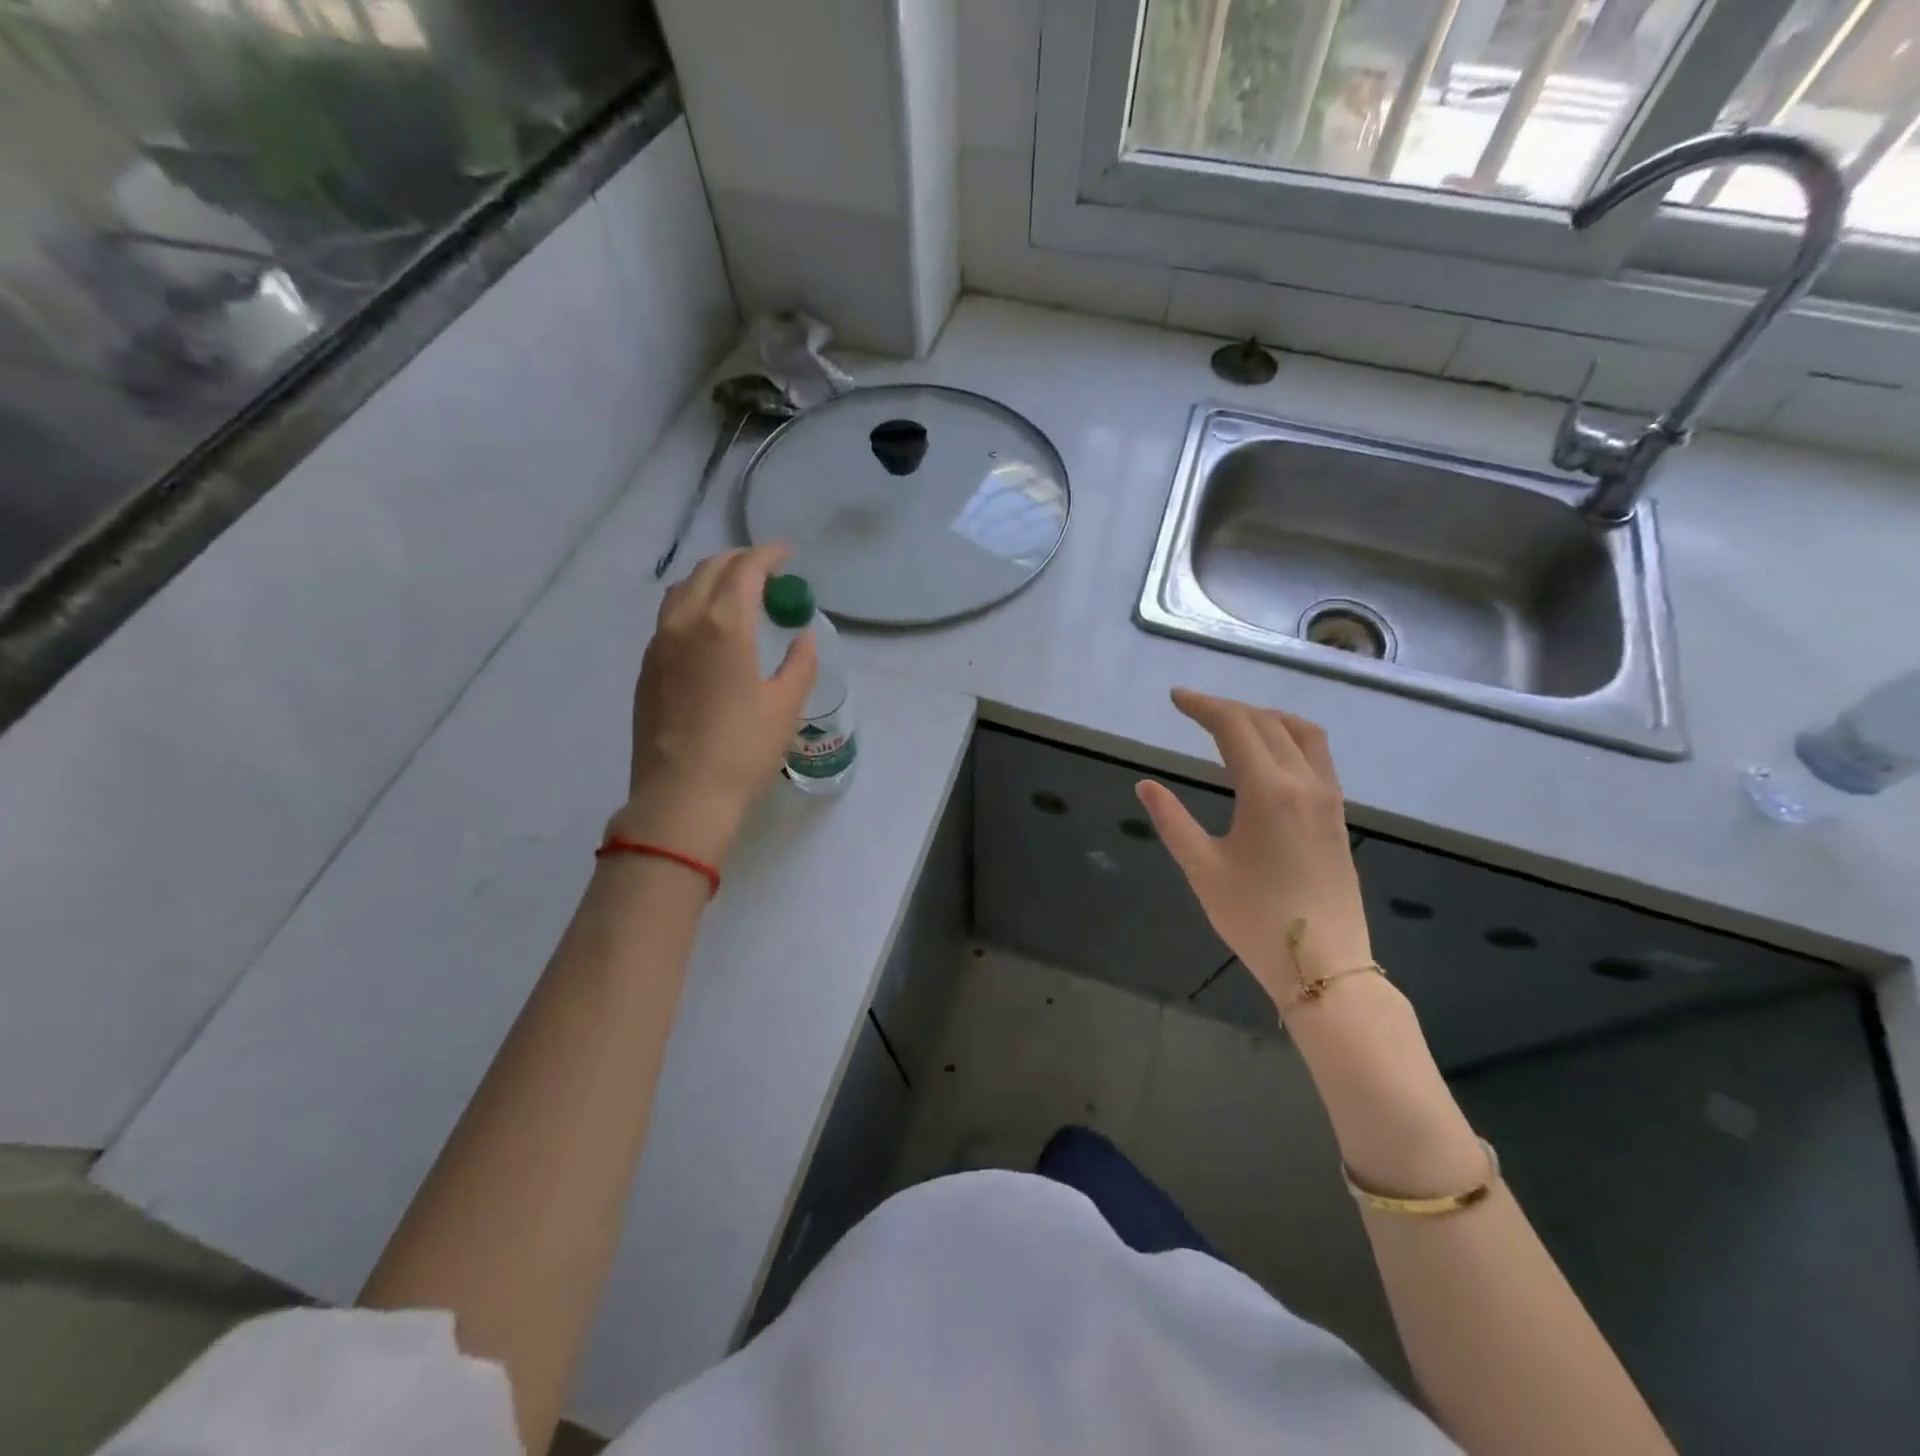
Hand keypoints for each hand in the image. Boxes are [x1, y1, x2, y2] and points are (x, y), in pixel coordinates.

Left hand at [613, 545, 817, 865]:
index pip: (745, 570)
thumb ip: (800, 663)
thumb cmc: (743, 750)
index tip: (788, 554)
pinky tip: (710, 629)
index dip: (769, 555)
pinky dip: (693, 604)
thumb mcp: (785, 706)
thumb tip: (803, 636)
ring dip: (712, 578)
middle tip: (766, 570)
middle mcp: (685, 623)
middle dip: (739, 560)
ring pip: (683, 590)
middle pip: (709, 570)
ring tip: (737, 592)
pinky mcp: (647, 668)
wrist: (681, 796)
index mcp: (724, 625)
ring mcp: (659, 645)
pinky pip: (670, 618)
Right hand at [1135, 689, 1370, 1012]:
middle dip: (1228, 708)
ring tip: (1234, 722)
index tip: (1176, 698)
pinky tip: (1270, 755)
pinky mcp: (1337, 815)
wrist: (1324, 964)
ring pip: (1302, 733)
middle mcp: (1304, 783)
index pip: (1234, 727)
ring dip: (1264, 717)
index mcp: (1268, 791)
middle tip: (1194, 710)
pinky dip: (1289, 737)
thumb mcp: (1202, 869)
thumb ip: (1172, 821)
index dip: (1203, 706)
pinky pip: (1317, 755)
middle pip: (1267, 722)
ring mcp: (1328, 798)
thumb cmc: (1255, 918)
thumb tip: (1146, 785)